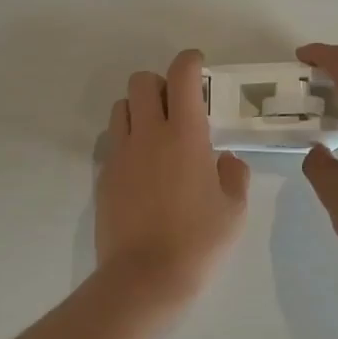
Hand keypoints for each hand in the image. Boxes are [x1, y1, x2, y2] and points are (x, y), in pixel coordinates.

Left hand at [96, 50, 250, 300]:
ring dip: (138, 109)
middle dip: (159, 83)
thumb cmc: (198, 242)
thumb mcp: (234, 210)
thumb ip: (233, 175)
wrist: (144, 277)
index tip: (198, 65)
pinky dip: (127, 140)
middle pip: (141, 81)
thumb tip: (223, 160)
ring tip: (156, 134)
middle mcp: (147, 135)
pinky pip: (112, 142)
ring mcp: (120, 154)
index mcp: (184, 135)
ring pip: (121, 108)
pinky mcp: (103, 176)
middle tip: (176, 106)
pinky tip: (142, 168)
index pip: (181, 76)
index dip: (189, 61)